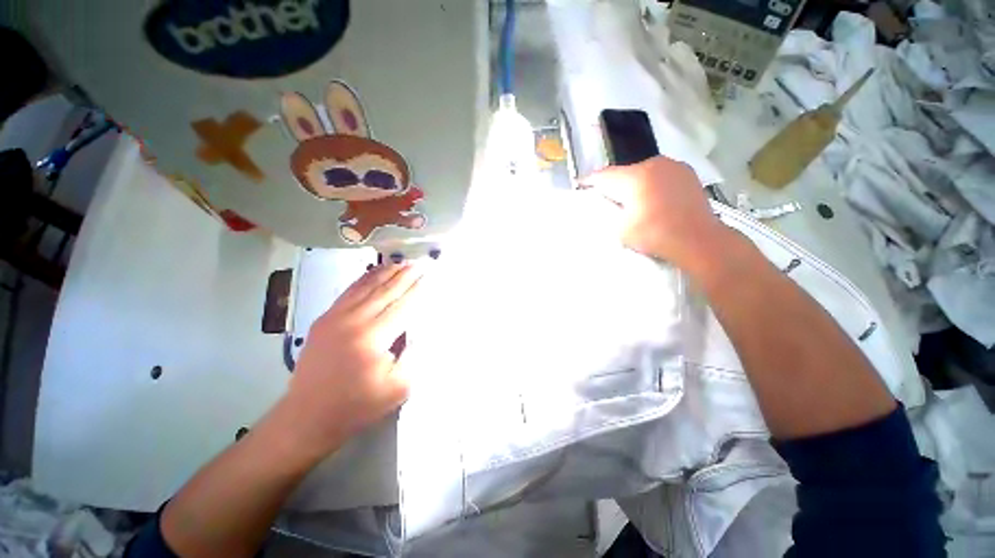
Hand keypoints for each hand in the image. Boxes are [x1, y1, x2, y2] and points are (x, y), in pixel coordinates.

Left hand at [279, 263, 423, 456]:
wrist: (308, 416)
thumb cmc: (358, 405)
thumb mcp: (398, 388)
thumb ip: (414, 356)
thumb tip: (421, 329)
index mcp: (373, 338)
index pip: (402, 306)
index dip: (417, 290)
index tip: (429, 276)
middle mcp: (353, 321)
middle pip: (385, 291)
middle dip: (405, 276)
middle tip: (419, 263)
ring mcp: (335, 317)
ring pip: (366, 287)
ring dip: (386, 273)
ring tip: (401, 263)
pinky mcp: (324, 319)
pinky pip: (348, 292)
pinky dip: (364, 279)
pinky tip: (373, 272)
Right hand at [581, 156, 727, 270]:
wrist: (699, 240)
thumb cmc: (656, 235)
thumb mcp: (620, 229)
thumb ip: (608, 213)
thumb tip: (604, 204)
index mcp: (634, 177)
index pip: (603, 175)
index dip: (589, 182)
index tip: (580, 186)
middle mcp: (653, 163)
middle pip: (623, 172)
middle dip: (612, 184)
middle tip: (605, 198)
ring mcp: (672, 166)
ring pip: (642, 172)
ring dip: (632, 183)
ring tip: (629, 199)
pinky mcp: (686, 172)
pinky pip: (659, 175)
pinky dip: (650, 184)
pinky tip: (652, 197)